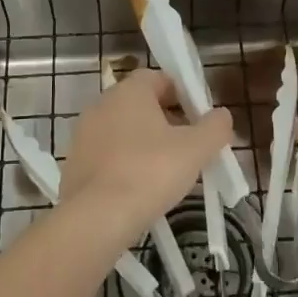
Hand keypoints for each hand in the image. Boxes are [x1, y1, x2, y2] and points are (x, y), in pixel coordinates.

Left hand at [58, 69, 232, 241]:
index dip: (184, 95)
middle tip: (189, 149)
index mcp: (130, 90)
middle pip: (142, 104)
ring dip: (146, 144)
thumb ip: (214, 127)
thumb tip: (222, 115)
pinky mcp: (75, 162)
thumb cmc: (150, 172)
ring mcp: (84, 133)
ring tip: (167, 173)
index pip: (160, 78)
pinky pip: (108, 155)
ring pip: (124, 131)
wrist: (96, 218)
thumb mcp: (195, 149)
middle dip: (168, 121)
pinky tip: (140, 189)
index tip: (200, 120)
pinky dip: (125, 164)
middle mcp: (102, 103)